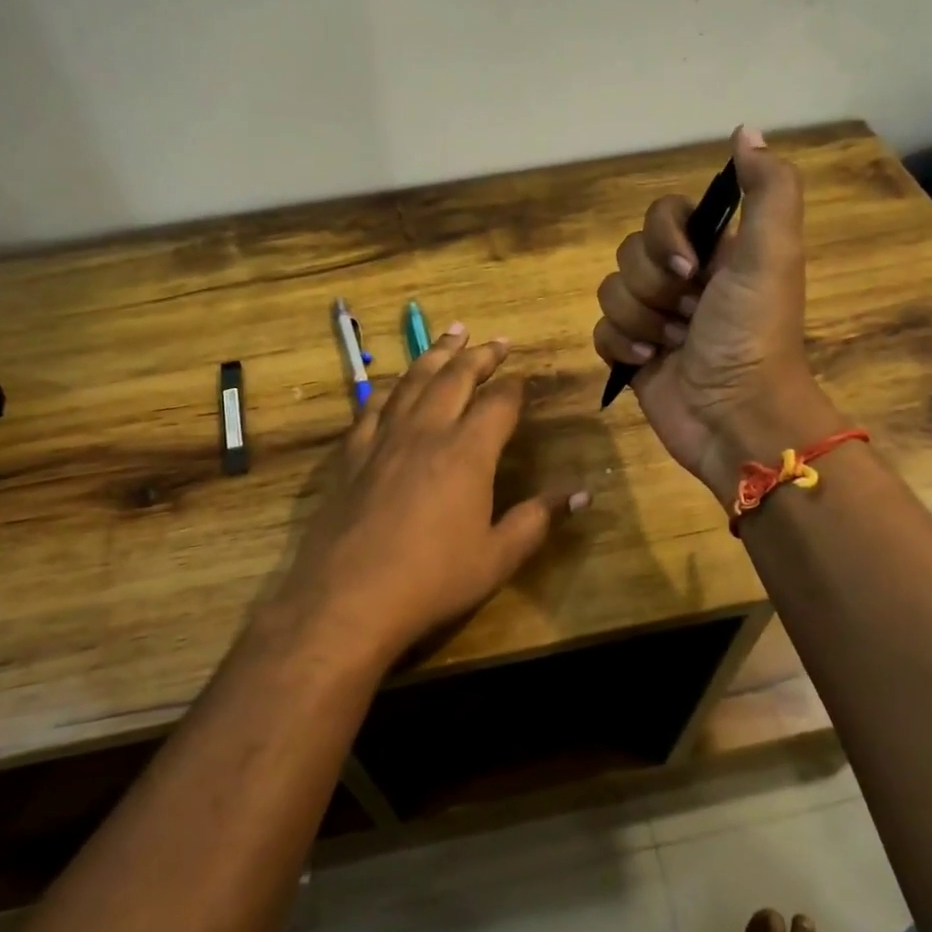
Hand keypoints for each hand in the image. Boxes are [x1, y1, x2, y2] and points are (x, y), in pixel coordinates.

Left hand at [275, 326, 587, 667]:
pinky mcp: (352, 454)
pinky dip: (389, 388)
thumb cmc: (433, 579)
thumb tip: (583, 494)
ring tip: (451, 333)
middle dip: (479, 355)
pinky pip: (373, 407)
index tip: (523, 377)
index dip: (514, 386)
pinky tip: (393, 385)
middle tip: (495, 340)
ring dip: (435, 354)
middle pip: (455, 377)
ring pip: (413, 381)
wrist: (349, 597)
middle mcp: (427, 431)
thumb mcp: (497, 557)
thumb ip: (538, 519)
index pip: (499, 402)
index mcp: (468, 451)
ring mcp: (384, 439)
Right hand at [593, 126, 838, 505]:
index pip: (661, 214)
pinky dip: (622, 346)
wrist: (736, 418)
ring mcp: (655, 318)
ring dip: (640, 321)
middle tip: (688, 317)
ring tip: (671, 346)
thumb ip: (767, 190)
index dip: (664, 238)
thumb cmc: (753, 335)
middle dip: (653, 288)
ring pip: (610, 292)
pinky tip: (650, 363)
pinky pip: (601, 331)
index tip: (690, 269)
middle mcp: (683, 279)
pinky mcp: (633, 353)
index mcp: (715, 252)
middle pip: (629, 253)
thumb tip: (745, 130)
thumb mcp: (772, 255)